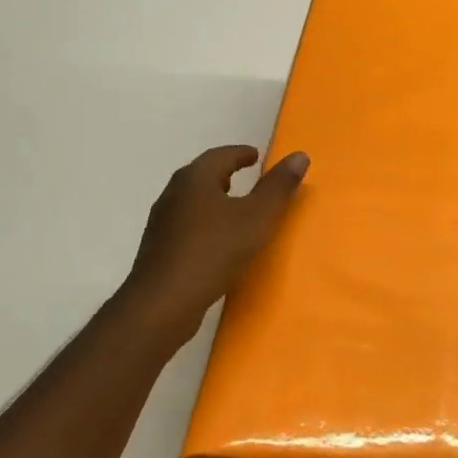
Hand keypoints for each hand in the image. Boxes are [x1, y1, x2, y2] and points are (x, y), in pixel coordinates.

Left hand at [121, 145, 308, 345]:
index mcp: (195, 178)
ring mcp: (161, 221)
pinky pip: (185, 223)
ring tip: (234, 208)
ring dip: (213, 198)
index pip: (221, 155)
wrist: (163, 303)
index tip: (256, 156)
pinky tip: (215, 240)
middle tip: (246, 176)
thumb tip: (300, 155)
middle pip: (202, 174)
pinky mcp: (157, 247)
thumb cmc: (213, 251)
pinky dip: (203, 221)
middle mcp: (174, 192)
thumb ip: (278, 187)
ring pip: (192, 200)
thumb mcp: (256, 217)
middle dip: (224, 173)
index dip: (241, 154)